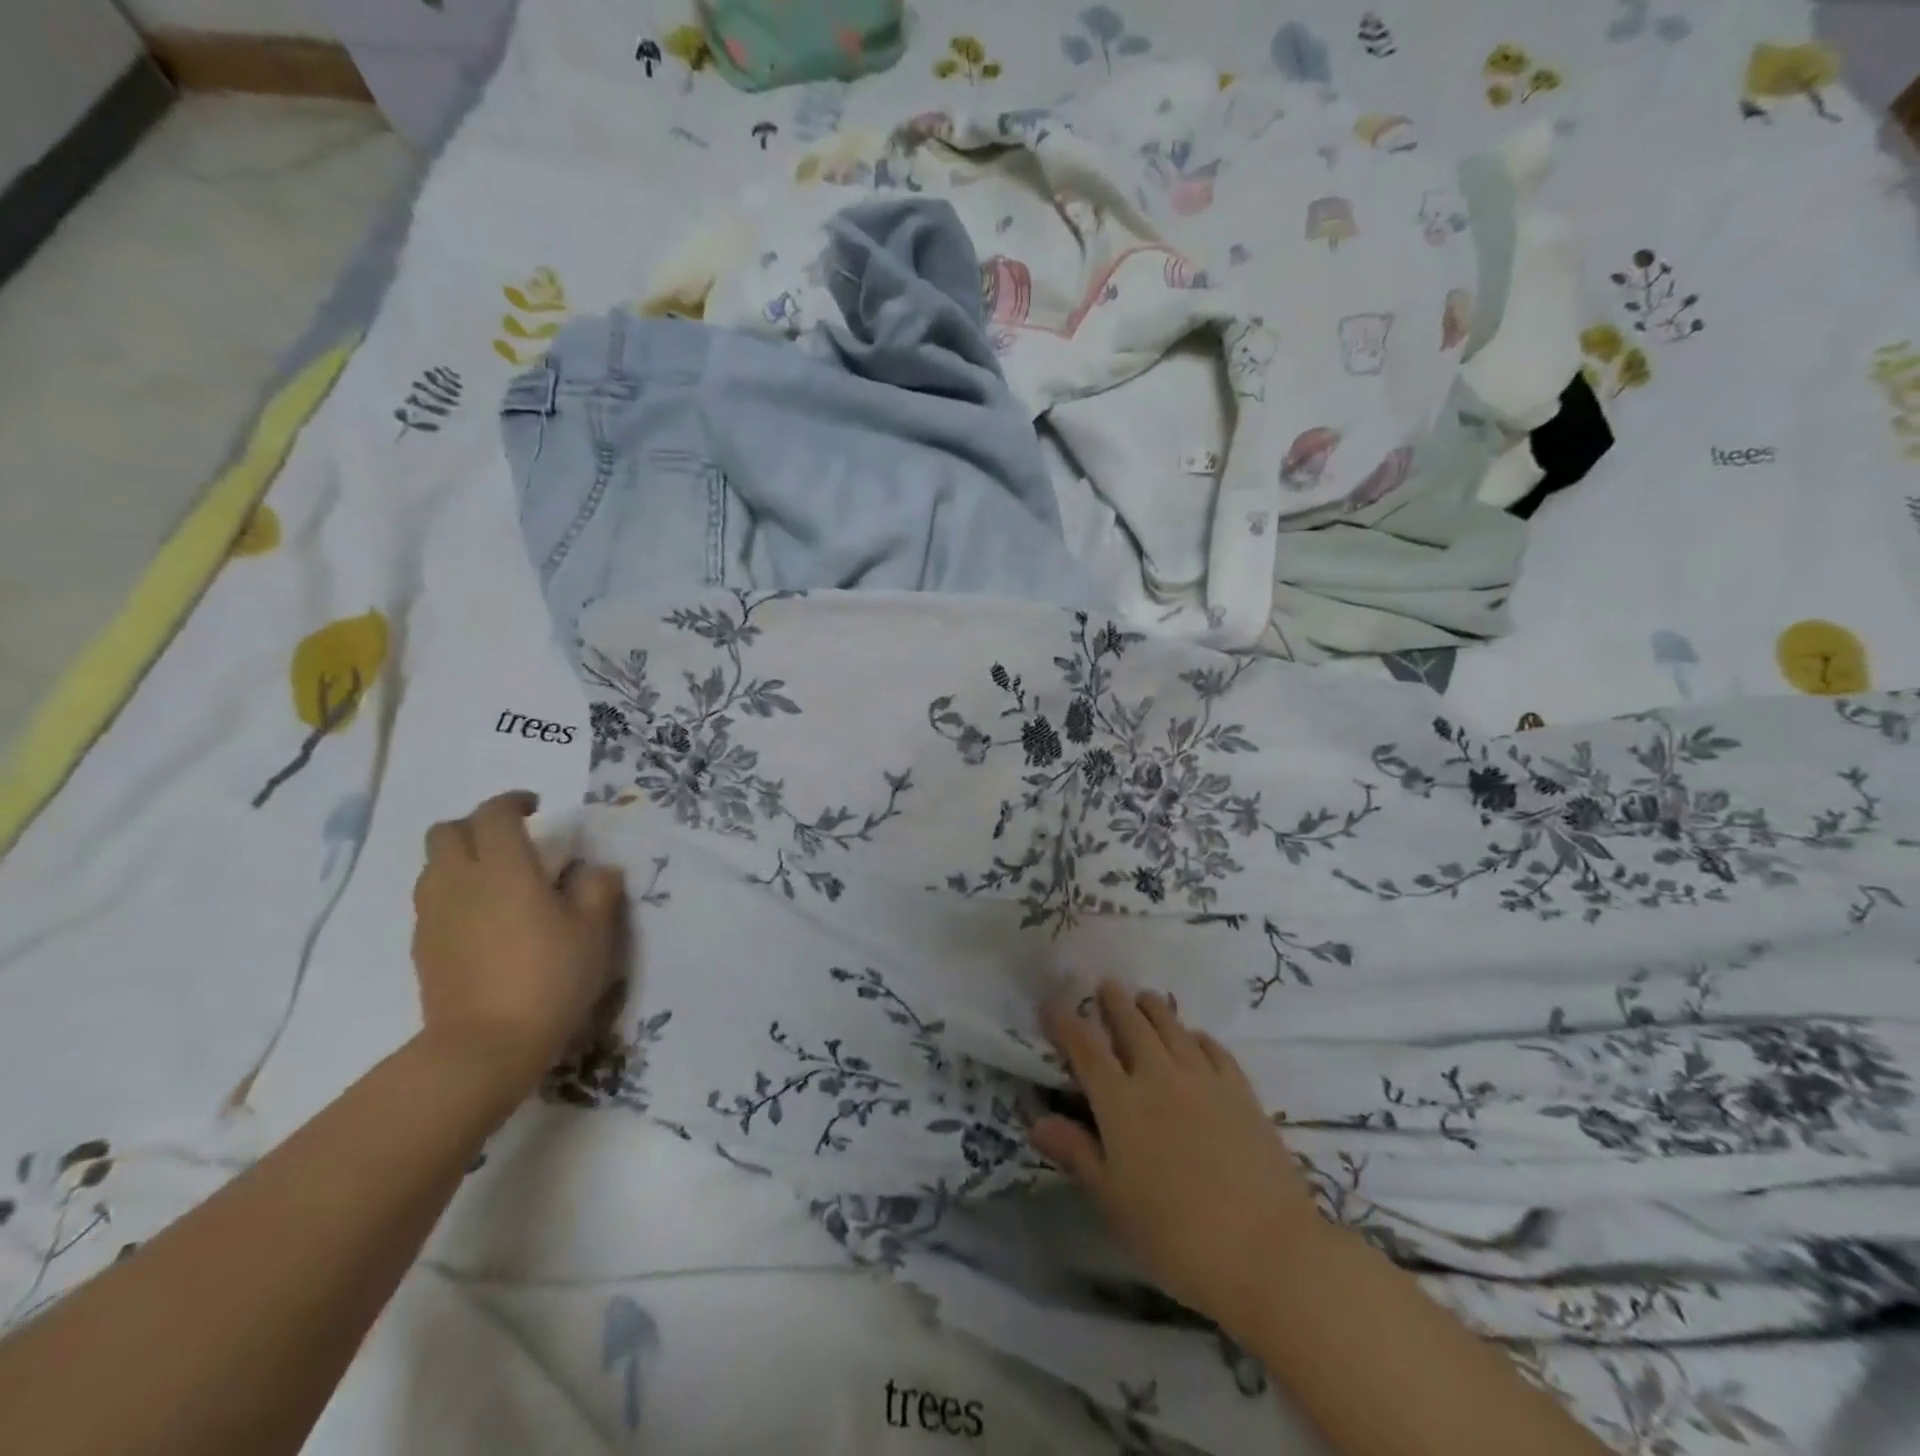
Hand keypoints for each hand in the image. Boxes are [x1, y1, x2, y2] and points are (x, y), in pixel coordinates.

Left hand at [411, 791, 625, 1098]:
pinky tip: (485, 920)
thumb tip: (594, 869)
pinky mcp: (422, 946)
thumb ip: (598, 888)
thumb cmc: (549, 978)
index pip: (495, 813)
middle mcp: (460, 881)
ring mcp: (434, 915)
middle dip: (477, 825)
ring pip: (434, 866)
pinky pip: (433, 900)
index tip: (536, 808)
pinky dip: (455, 893)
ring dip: (462, 859)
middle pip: (447, 831)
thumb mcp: (595, 931)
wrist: (484, 1047)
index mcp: (504, 868)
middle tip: (512, 840)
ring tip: (498, 880)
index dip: (513, 802)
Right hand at [1031, 982, 1325, 1339]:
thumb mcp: (1114, 1201)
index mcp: (1120, 1102)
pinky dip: (1196, 1036)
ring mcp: (1203, 1079)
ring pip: (1172, 1027)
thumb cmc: (1176, 1236)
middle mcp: (1158, 1076)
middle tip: (1106, 986)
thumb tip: (1037, 1122)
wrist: (1266, 1251)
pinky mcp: (1240, 1090)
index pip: (1085, 1048)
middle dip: (1114, 1002)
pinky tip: (1194, 1039)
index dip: (1066, 1022)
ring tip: (1145, 998)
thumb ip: (1077, 1153)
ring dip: (1154, 1008)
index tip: (1052, 1004)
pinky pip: (1213, 1048)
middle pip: (1132, 1024)